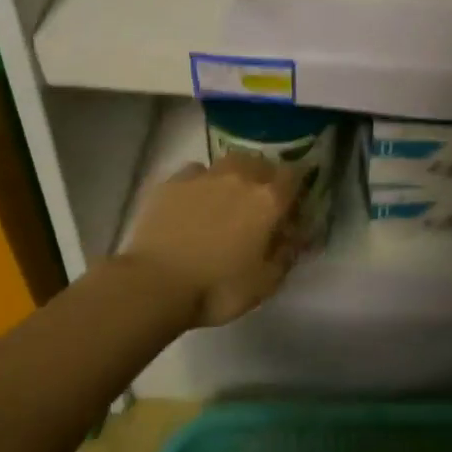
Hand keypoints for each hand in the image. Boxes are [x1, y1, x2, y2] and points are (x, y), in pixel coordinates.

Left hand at [117, 153, 300, 326]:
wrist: (154, 285)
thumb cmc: (217, 288)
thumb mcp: (266, 283)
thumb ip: (286, 254)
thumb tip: (293, 236)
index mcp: (268, 200)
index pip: (295, 175)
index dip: (297, 188)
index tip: (293, 205)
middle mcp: (240, 178)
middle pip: (261, 163)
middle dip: (266, 178)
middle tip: (260, 204)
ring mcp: (203, 176)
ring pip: (229, 162)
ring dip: (236, 175)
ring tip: (228, 198)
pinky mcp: (172, 183)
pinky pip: (196, 172)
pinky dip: (202, 182)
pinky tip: (195, 202)